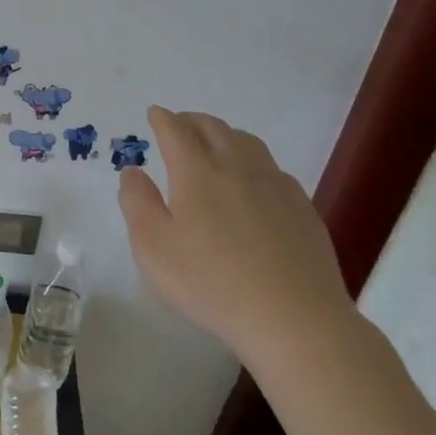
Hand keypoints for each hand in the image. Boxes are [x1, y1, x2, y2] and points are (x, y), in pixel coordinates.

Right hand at [117, 105, 357, 376]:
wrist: (295, 321)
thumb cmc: (212, 284)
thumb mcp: (153, 248)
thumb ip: (137, 203)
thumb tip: (133, 171)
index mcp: (197, 172)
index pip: (176, 131)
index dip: (162, 119)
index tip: (154, 113)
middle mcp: (237, 168)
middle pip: (214, 128)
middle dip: (192, 120)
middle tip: (180, 123)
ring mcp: (275, 186)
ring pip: (248, 142)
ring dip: (225, 134)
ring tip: (216, 143)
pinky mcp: (303, 209)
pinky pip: (274, 169)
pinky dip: (254, 161)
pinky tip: (254, 181)